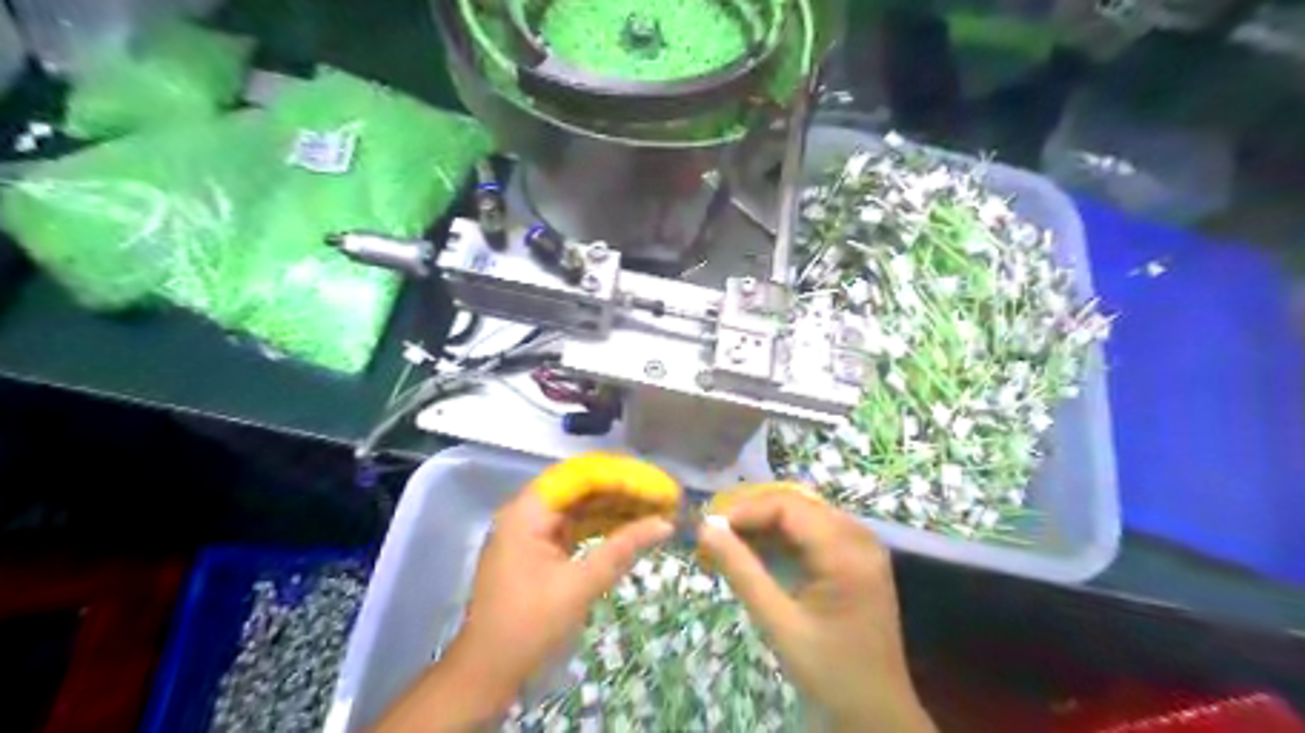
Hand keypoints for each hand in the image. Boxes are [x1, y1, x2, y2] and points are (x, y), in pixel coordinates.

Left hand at [370, 461, 673, 728]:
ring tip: (655, 510)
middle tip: (663, 497)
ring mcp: (532, 530)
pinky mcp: (538, 548)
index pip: (582, 476)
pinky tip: (631, 528)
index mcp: (528, 512)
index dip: (624, 477)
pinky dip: (602, 526)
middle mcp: (528, 511)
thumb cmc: (529, 628)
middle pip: (582, 487)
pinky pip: (575, 525)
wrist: (487, 674)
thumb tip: (665, 523)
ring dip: (616, 507)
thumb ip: (622, 549)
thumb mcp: (580, 586)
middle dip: (624, 490)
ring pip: (581, 505)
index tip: (658, 486)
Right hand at [699, 487, 933, 732]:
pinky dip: (783, 537)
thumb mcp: (780, 623)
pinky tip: (757, 550)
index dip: (747, 510)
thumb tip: (706, 529)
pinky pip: (815, 530)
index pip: (789, 507)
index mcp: (847, 553)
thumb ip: (742, 572)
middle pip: (798, 505)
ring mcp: (862, 546)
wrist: (875, 711)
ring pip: (804, 514)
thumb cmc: (829, 672)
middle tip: (716, 532)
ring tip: (730, 540)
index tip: (711, 527)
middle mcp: (859, 538)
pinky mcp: (857, 557)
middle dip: (754, 514)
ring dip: (766, 523)